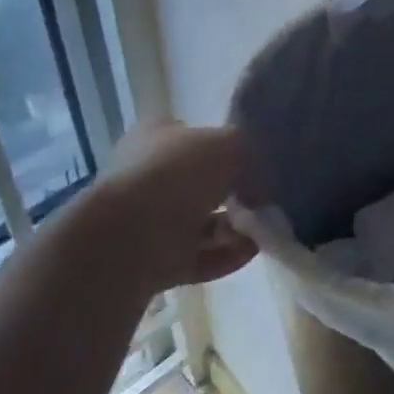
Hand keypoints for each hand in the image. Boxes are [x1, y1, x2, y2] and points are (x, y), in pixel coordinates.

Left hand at [98, 122, 259, 291]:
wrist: (130, 239)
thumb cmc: (177, 174)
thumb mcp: (229, 144)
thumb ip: (249, 154)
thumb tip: (258, 178)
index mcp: (155, 137)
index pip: (190, 133)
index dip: (220, 143)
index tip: (250, 158)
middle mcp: (148, 176)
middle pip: (198, 182)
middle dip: (233, 191)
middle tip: (263, 197)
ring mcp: (147, 222)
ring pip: (200, 221)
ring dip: (234, 226)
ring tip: (263, 227)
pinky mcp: (153, 261)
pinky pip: (198, 256)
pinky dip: (226, 254)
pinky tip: (253, 251)